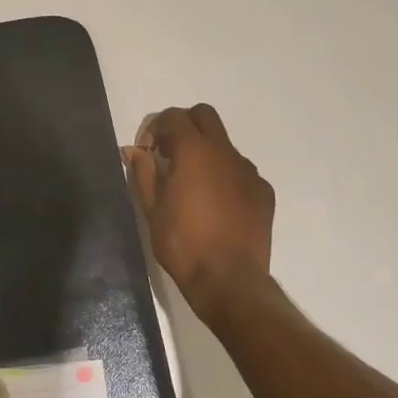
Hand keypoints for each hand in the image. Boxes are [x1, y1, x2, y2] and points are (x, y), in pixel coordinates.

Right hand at [124, 104, 275, 326]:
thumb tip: (134, 150)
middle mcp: (225, 152)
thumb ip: (143, 172)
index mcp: (195, 151)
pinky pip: (240, 171)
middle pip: (204, 116)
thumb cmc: (183, 243)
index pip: (174, 117)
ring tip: (193, 186)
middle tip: (170, 155)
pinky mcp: (263, 192)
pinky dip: (225, 176)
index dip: (156, 129)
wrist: (229, 281)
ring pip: (224, 144)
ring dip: (206, 152)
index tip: (148, 153)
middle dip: (184, 126)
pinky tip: (216, 206)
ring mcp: (248, 171)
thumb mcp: (152, 208)